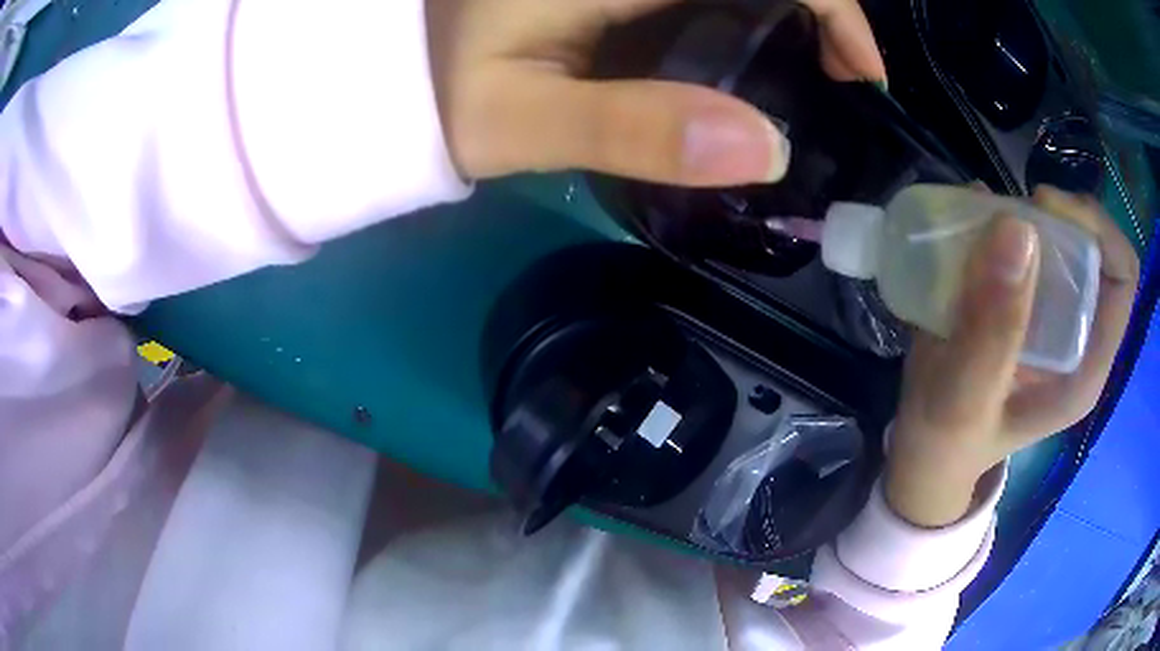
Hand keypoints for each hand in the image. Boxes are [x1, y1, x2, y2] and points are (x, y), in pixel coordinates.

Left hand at [426, 0, 884, 184]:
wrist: (401, 69)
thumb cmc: (444, 93)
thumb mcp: (522, 122)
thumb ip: (632, 128)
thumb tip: (769, 150)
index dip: (835, 5)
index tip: (860, 72)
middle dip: (823, 12)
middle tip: (841, 80)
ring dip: (793, 14)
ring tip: (813, 75)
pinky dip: (751, 16)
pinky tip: (753, 55)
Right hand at [886, 187, 1139, 526]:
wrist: (919, 451)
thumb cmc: (945, 444)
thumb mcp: (964, 402)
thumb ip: (992, 332)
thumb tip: (1017, 229)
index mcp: (1084, 367)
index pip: (1121, 274)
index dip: (1095, 229)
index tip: (1042, 209)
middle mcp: (1075, 333)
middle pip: (1089, 243)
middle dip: (1053, 216)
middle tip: (1004, 214)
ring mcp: (1047, 314)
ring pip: (1055, 235)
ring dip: (1021, 214)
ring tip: (976, 218)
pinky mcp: (1019, 300)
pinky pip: (1021, 239)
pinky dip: (997, 217)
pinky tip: (966, 223)